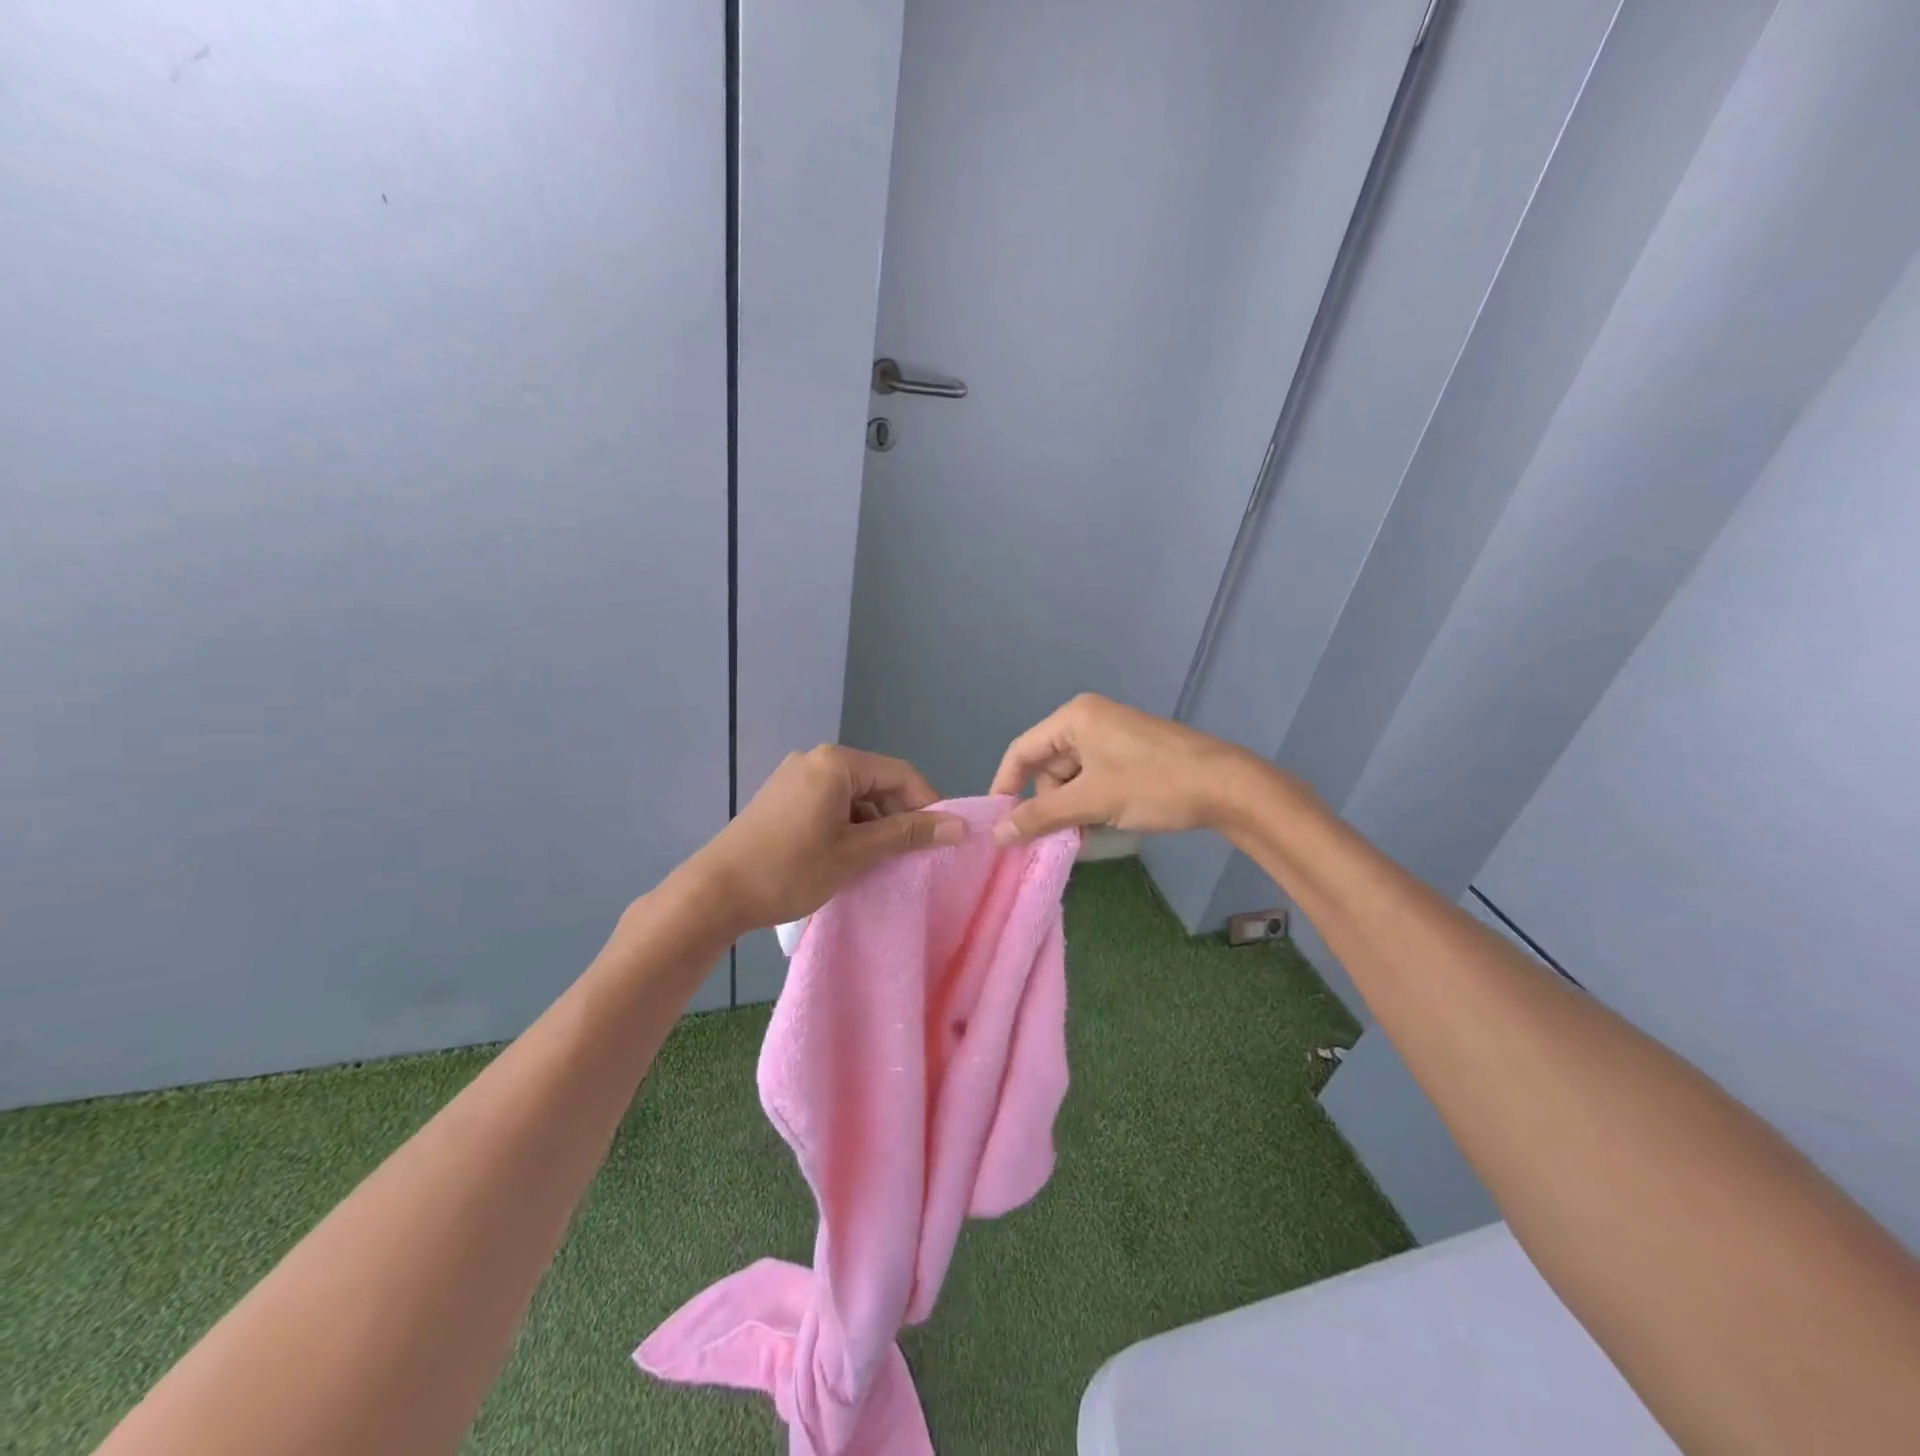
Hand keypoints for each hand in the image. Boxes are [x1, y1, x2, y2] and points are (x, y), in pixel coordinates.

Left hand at [687, 745, 962, 933]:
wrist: (714, 893)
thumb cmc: (790, 869)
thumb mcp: (856, 853)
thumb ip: (908, 835)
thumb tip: (960, 826)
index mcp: (837, 763)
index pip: (902, 775)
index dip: (929, 805)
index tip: (944, 840)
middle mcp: (816, 760)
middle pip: (878, 782)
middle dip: (900, 817)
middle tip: (914, 855)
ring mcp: (796, 777)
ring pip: (855, 796)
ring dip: (875, 825)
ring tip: (883, 861)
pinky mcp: (783, 797)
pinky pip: (831, 803)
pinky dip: (849, 826)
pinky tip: (851, 856)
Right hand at [988, 694, 1259, 843]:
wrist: (1226, 785)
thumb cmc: (1152, 785)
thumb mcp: (1091, 801)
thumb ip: (1040, 816)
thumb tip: (997, 834)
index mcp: (1074, 717)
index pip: (1021, 751)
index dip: (1005, 787)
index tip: (999, 824)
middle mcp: (1089, 718)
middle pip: (1047, 765)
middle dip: (1049, 802)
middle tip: (1061, 834)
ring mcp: (1112, 734)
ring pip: (1072, 776)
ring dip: (1073, 806)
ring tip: (1089, 831)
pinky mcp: (1130, 751)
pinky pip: (1095, 776)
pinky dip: (1093, 801)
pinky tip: (1106, 821)